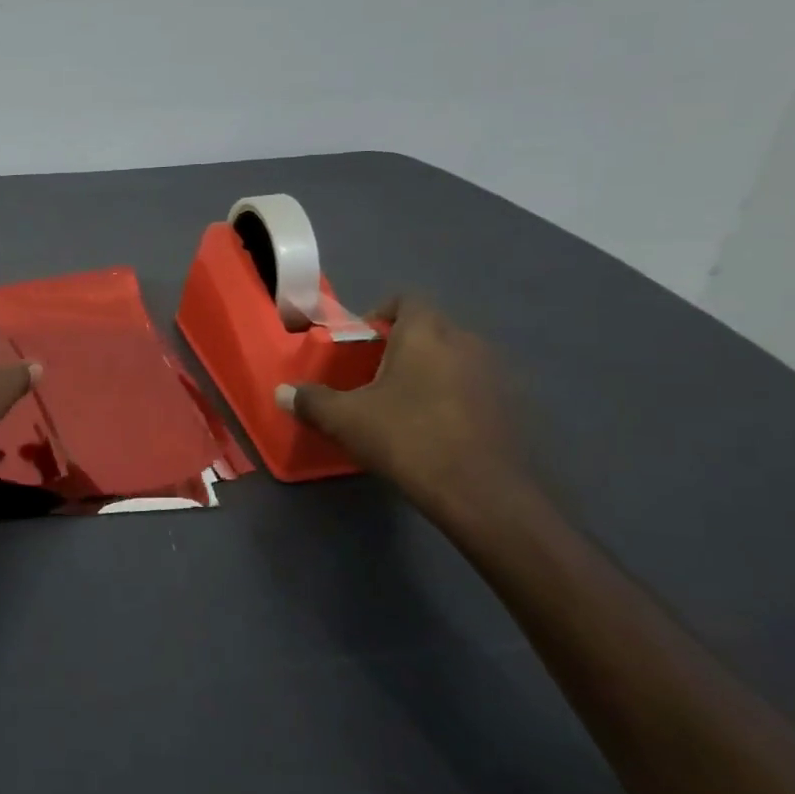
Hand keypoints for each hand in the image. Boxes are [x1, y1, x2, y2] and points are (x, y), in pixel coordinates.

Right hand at [276, 296, 524, 505]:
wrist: (481, 493)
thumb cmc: (406, 438)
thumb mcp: (345, 419)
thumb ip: (311, 400)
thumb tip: (282, 392)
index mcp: (425, 333)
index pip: (406, 299)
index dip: (380, 313)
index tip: (360, 341)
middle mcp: (465, 342)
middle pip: (430, 329)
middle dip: (402, 346)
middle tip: (374, 375)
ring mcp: (495, 375)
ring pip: (454, 359)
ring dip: (430, 372)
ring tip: (403, 404)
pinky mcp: (512, 407)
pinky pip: (473, 388)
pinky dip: (453, 398)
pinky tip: (435, 429)